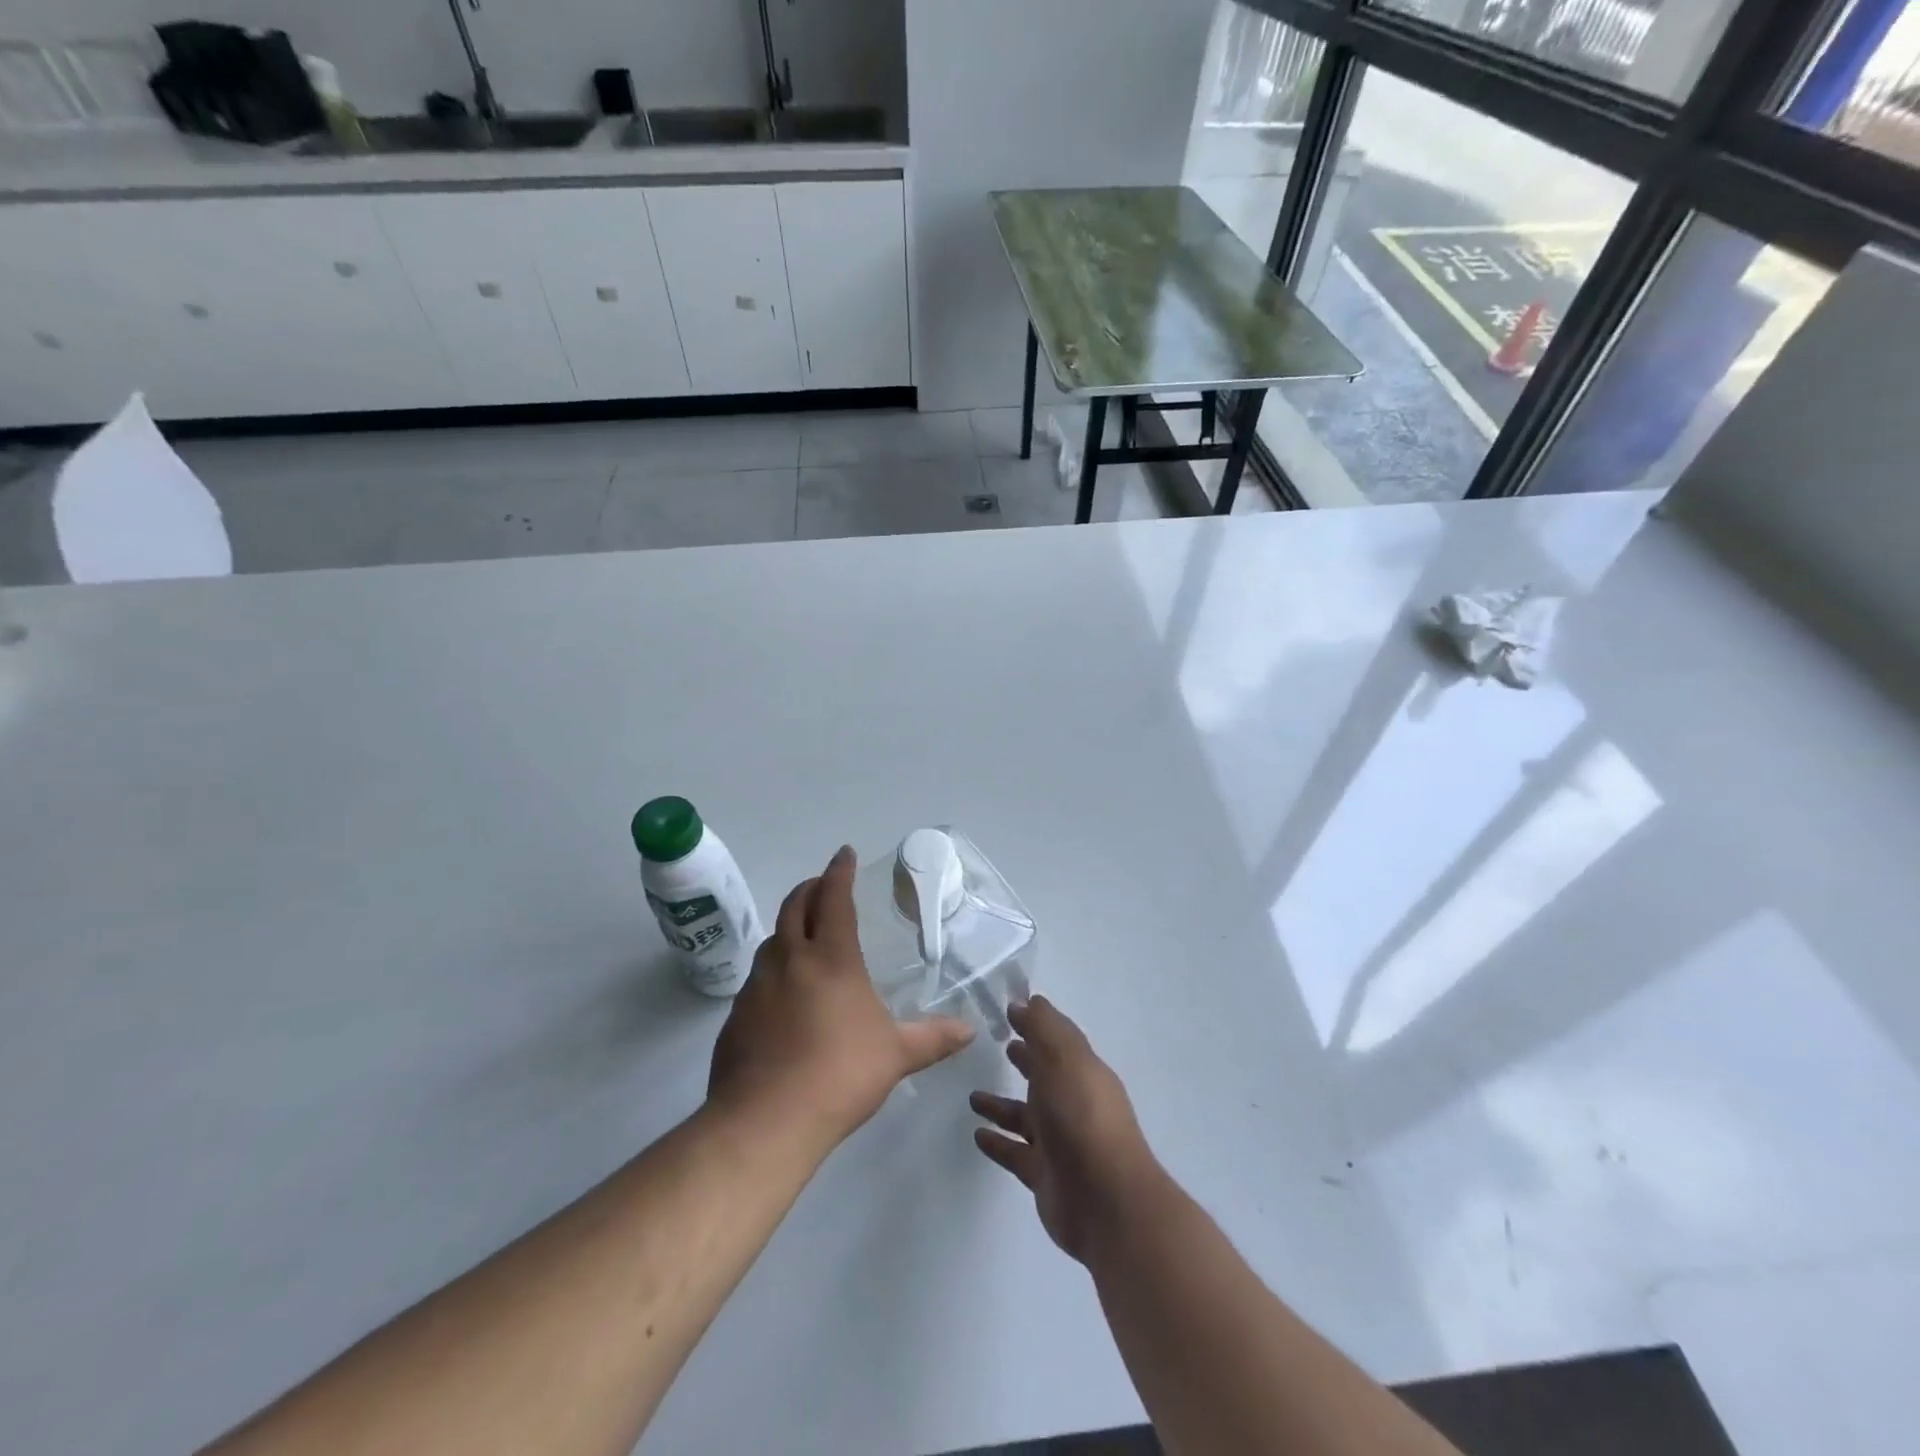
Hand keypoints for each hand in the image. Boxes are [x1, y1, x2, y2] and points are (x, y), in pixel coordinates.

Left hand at [708, 846, 974, 1152]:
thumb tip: (970, 1030)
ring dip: (788, 926)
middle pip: (795, 907)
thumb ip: (932, 1038)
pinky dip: (773, 967)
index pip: (834, 899)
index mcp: (832, 958)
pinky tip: (783, 992)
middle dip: (810, 888)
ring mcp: (758, 986)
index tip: (844, 853)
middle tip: (822, 884)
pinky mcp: (736, 1016)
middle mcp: (790, 960)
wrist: (766, 1120)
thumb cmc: (840, 1075)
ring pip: (772, 940)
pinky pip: (757, 977)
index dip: (839, 872)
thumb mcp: (895, 1055)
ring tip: (803, 934)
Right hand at [970, 996, 1164, 1263]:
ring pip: (1026, 1117)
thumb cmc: (1083, 1117)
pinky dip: (998, 1142)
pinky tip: (976, 1134)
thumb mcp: (1064, 1059)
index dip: (1036, 1024)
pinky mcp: (1045, 1176)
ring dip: (1002, 1105)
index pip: (1057, 1040)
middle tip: (1000, 1044)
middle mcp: (1073, 1103)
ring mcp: (1060, 1142)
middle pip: (1044, 1076)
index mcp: (1082, 1072)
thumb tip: (1027, 1001)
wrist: (1106, 1201)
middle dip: (1026, 1060)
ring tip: (972, 1095)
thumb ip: (1044, 1028)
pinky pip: (1016, 1153)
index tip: (1010, 1010)